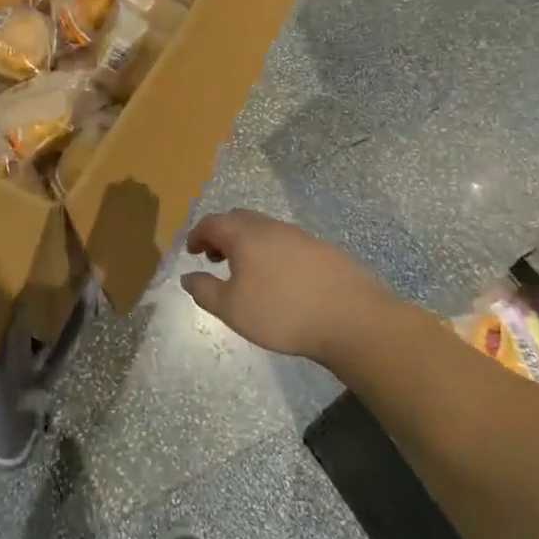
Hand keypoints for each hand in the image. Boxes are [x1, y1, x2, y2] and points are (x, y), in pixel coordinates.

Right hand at [181, 209, 393, 368]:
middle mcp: (271, 227)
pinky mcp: (323, 250)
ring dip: (248, 244)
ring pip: (265, 231)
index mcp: (245, 235)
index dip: (197, 234)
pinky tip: (280, 281)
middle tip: (216, 259)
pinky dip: (273, 254)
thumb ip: (204, 290)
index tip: (191, 251)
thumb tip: (187, 276)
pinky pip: (288, 243)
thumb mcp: (231, 308)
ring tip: (246, 273)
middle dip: (222, 235)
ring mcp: (300, 236)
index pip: (212, 222)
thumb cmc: (281, 312)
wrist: (351, 319)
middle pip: (239, 220)